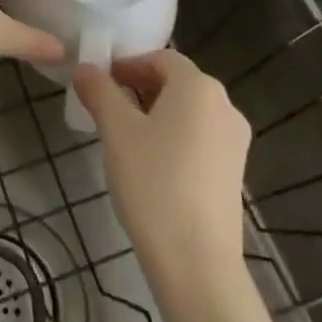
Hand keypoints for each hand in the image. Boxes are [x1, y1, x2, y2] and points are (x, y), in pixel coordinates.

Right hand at [74, 51, 250, 273]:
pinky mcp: (234, 172)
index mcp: (199, 87)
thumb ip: (99, 92)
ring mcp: (235, 141)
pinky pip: (200, 139)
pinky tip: (151, 166)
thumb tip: (85, 69)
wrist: (197, 263)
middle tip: (107, 108)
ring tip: (125, 138)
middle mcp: (225, 106)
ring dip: (156, 114)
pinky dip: (174, 138)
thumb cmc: (153, 183)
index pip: (160, 58)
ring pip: (188, 112)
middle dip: (140, 88)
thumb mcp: (116, 131)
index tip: (100, 82)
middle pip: (177, 83)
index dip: (128, 64)